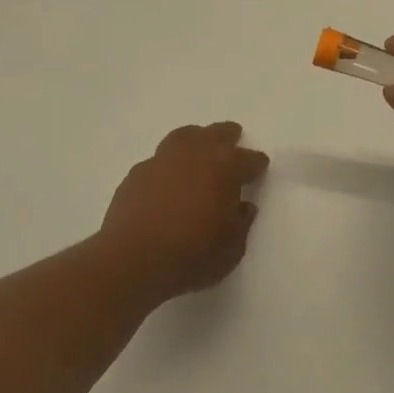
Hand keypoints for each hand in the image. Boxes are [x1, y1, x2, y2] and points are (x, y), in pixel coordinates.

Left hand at [100, 122, 267, 300]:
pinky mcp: (137, 172)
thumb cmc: (192, 255)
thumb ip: (241, 223)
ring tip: (198, 147)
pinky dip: (168, 164)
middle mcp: (196, 153)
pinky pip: (158, 160)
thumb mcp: (232, 249)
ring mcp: (164, 159)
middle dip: (228, 136)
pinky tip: (167, 178)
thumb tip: (243, 206)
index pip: (249, 159)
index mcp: (226, 167)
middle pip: (218, 133)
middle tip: (233, 139)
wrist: (133, 259)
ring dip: (196, 139)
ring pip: (185, 136)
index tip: (259, 168)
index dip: (256, 164)